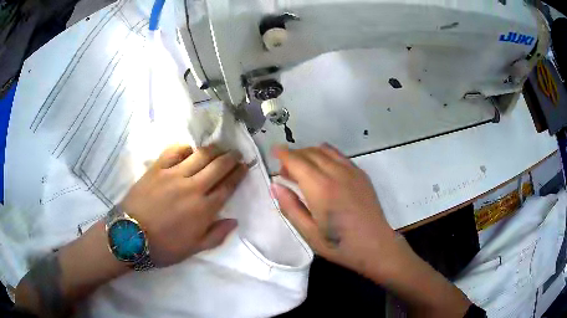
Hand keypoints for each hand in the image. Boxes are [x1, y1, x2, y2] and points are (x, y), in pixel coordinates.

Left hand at [121, 144, 247, 266]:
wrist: (130, 236)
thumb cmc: (163, 246)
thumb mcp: (193, 249)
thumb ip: (216, 235)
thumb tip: (234, 220)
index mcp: (203, 209)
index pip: (227, 187)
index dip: (238, 175)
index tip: (245, 166)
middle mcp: (193, 187)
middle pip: (218, 166)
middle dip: (231, 158)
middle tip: (236, 154)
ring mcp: (174, 175)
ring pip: (200, 155)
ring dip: (214, 150)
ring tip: (219, 148)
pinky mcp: (157, 168)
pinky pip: (175, 151)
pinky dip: (185, 148)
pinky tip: (189, 150)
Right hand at [270, 144, 398, 280]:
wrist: (376, 245)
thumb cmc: (340, 245)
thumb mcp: (309, 233)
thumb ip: (290, 207)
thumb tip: (275, 186)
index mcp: (321, 189)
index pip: (297, 161)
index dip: (283, 154)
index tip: (273, 152)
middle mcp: (336, 173)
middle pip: (310, 153)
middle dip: (294, 155)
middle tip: (285, 171)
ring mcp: (351, 171)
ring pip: (325, 150)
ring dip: (309, 153)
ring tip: (302, 167)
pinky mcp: (361, 174)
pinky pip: (339, 155)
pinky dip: (326, 154)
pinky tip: (323, 166)